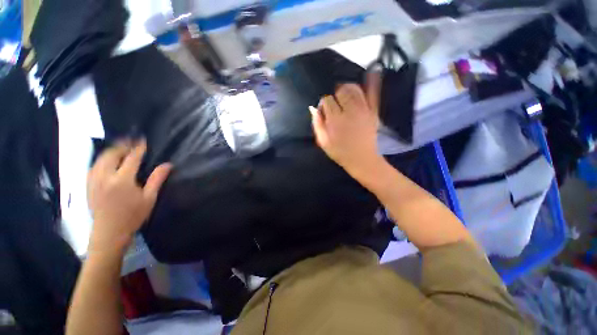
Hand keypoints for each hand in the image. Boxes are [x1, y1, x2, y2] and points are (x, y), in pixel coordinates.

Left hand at [87, 140, 171, 252]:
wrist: (109, 233)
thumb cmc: (133, 216)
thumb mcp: (149, 198)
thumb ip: (157, 179)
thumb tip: (167, 165)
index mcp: (122, 180)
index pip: (131, 158)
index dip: (138, 148)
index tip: (142, 140)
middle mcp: (105, 177)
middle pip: (111, 154)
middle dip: (121, 146)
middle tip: (131, 142)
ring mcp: (94, 181)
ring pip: (100, 159)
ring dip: (110, 151)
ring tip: (120, 148)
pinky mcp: (88, 185)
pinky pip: (93, 166)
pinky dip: (101, 159)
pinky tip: (106, 161)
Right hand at [310, 77, 382, 176]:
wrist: (362, 159)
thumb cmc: (340, 152)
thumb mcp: (323, 142)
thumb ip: (317, 124)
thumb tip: (313, 108)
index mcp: (335, 119)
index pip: (327, 100)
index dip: (325, 105)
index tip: (326, 113)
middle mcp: (349, 110)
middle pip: (341, 91)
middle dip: (336, 96)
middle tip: (336, 106)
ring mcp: (364, 110)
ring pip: (354, 89)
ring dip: (348, 89)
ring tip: (345, 97)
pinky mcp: (373, 112)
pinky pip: (373, 94)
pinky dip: (373, 82)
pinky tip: (373, 71)